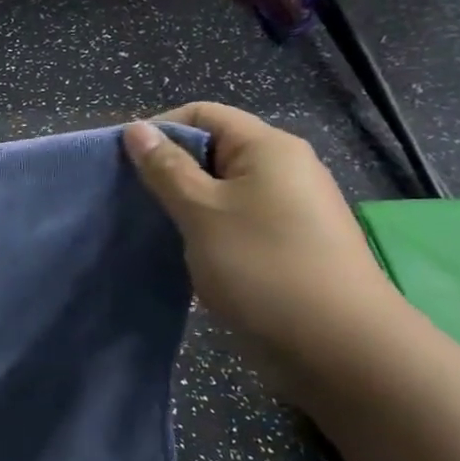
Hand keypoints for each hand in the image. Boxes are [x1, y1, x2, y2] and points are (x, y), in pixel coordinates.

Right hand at [124, 104, 402, 372]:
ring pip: (221, 190)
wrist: (337, 346)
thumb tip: (136, 128)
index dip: (159, 130)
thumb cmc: (263, 265)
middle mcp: (284, 168)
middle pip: (213, 150)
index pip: (203, 114)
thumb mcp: (201, 212)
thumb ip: (166, 169)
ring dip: (184, 204)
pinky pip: (235, 220)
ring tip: (152, 228)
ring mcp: (288, 208)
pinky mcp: (286, 243)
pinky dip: (205, 229)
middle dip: (168, 170)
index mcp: (268, 148)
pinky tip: (184, 252)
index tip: (122, 164)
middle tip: (130, 199)